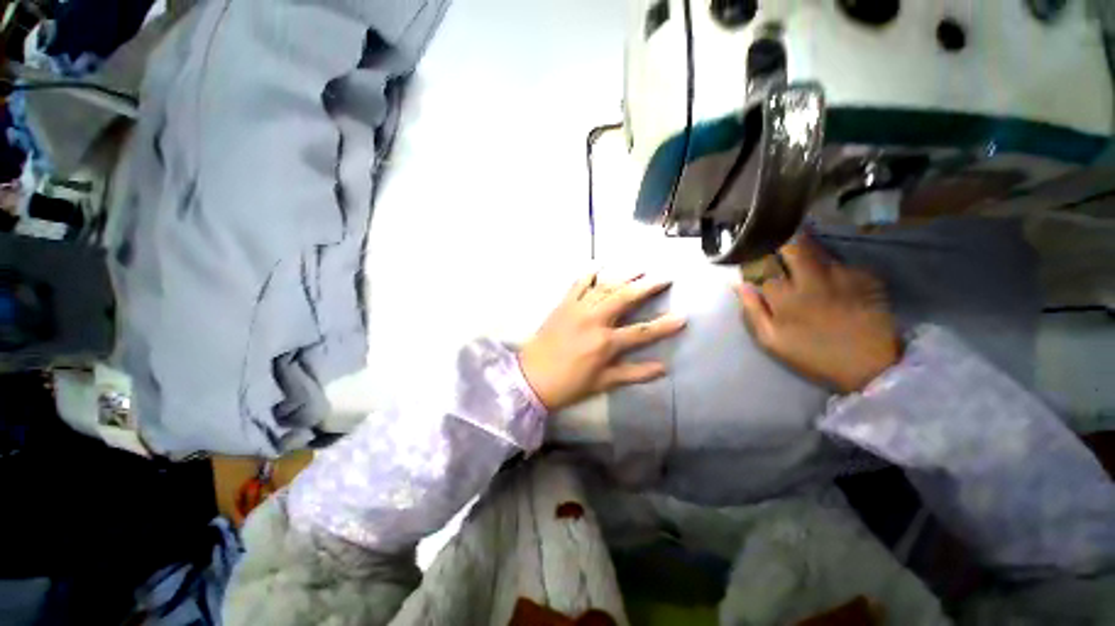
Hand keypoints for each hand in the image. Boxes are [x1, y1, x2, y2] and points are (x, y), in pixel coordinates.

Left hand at [519, 272, 685, 411]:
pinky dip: (589, 273)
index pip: (641, 332)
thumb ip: (633, 374)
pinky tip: (599, 264)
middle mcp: (594, 320)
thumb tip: (663, 368)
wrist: (531, 377)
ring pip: (605, 286)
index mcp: (605, 343)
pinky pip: (578, 284)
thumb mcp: (603, 383)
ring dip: (624, 275)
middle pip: (625, 298)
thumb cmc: (569, 384)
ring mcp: (577, 309)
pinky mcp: (563, 304)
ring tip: (640, 267)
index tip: (683, 316)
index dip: (664, 325)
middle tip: (664, 277)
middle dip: (647, 286)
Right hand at [736, 234, 900, 393]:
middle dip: (784, 245)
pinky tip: (834, 284)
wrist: (870, 367)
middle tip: (781, 250)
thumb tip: (739, 284)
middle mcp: (813, 279)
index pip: (765, 269)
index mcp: (786, 296)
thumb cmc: (813, 355)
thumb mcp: (771, 340)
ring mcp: (841, 275)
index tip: (758, 270)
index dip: (759, 269)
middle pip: (794, 247)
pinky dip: (832, 270)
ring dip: (809, 257)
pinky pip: (841, 264)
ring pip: (818, 252)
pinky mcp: (866, 277)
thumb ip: (752, 310)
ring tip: (808, 271)